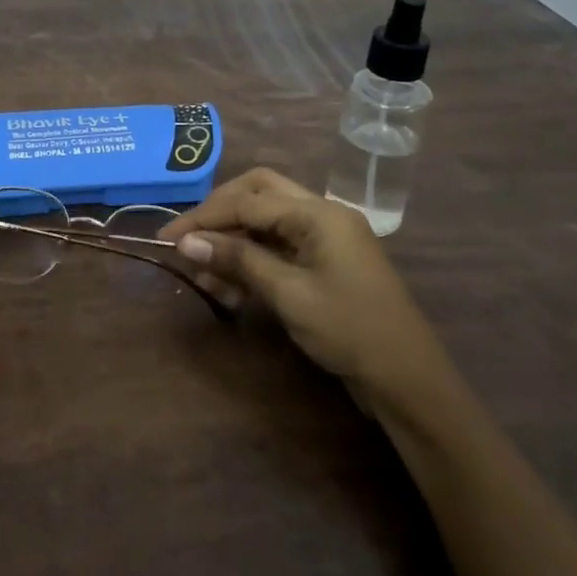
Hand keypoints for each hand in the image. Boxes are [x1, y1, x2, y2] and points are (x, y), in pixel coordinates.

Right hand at [158, 167, 451, 416]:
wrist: (408, 381)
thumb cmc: (349, 331)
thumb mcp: (289, 294)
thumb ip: (238, 261)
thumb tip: (186, 242)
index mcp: (319, 213)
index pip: (248, 201)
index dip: (204, 217)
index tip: (168, 238)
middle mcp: (322, 214)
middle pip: (258, 194)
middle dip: (219, 214)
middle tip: (188, 241)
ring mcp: (325, 238)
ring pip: (266, 222)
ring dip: (233, 241)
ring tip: (204, 276)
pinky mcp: (324, 263)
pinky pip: (279, 247)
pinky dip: (251, 259)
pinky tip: (230, 286)